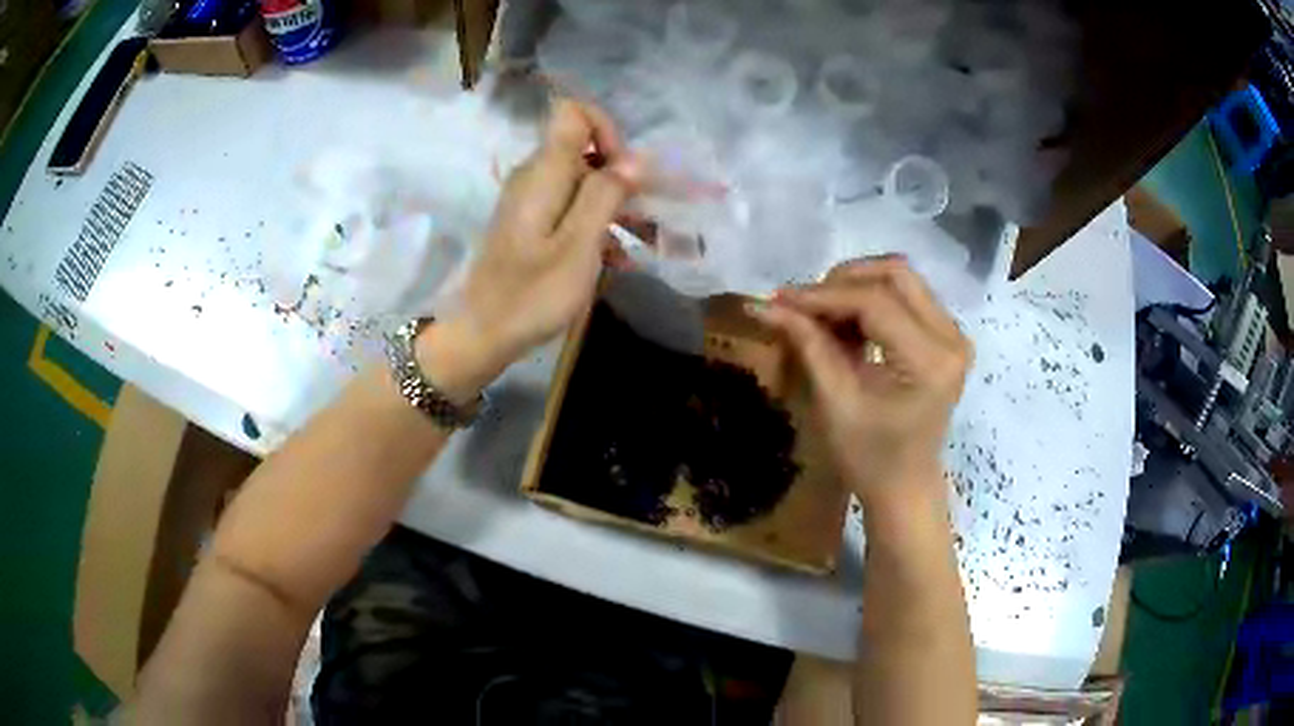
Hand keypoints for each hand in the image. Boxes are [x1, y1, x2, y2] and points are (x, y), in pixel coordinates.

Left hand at [417, 100, 641, 400]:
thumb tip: (635, 158)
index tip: (625, 171)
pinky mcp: (532, 225)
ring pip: (583, 183)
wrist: (481, 334)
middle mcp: (535, 177)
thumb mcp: (578, 246)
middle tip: (652, 214)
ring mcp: (532, 202)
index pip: (573, 113)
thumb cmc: (531, 294)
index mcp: (544, 172)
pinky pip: (571, 210)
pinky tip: (621, 259)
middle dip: (623, 175)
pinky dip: (599, 225)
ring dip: (618, 205)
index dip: (607, 130)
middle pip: (585, 149)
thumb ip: (605, 195)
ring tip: (651, 240)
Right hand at [749, 257, 971, 509]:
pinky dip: (871, 299)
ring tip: (821, 314)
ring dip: (856, 287)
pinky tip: (845, 322)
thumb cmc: (870, 459)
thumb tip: (763, 304)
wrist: (905, 488)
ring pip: (901, 279)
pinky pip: (907, 296)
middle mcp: (951, 337)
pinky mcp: (946, 336)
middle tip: (804, 304)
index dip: (824, 295)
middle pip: (895, 274)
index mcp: (930, 361)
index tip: (780, 299)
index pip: (875, 303)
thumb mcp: (835, 403)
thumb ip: (808, 344)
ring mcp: (953, 334)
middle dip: (843, 280)